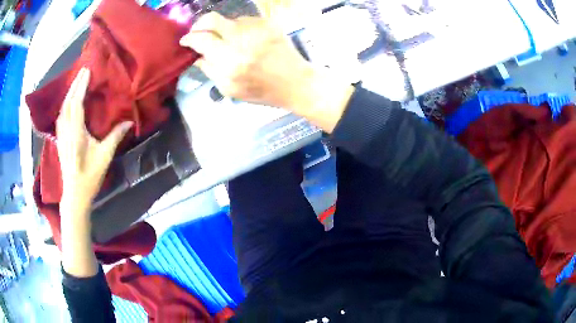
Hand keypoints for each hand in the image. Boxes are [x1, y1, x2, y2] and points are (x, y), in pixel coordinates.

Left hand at [56, 68, 132, 209]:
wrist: (74, 194)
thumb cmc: (89, 176)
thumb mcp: (104, 157)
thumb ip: (115, 137)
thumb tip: (129, 122)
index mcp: (76, 133)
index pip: (76, 104)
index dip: (81, 86)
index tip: (87, 71)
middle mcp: (66, 131)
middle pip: (68, 102)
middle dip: (75, 85)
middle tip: (83, 71)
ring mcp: (61, 135)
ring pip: (62, 108)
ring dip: (69, 93)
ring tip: (76, 82)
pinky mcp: (59, 140)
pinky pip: (61, 116)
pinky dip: (65, 104)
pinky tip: (68, 102)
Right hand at [180, 13, 313, 110]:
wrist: (295, 82)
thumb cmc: (262, 91)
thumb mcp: (230, 89)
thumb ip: (210, 70)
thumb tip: (198, 55)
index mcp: (229, 61)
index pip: (201, 39)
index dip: (189, 38)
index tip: (185, 41)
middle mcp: (241, 40)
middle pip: (211, 19)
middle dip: (200, 24)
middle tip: (199, 32)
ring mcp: (256, 29)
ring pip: (229, 20)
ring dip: (223, 29)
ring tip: (228, 41)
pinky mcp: (268, 23)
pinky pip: (245, 20)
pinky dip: (239, 28)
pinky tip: (245, 39)